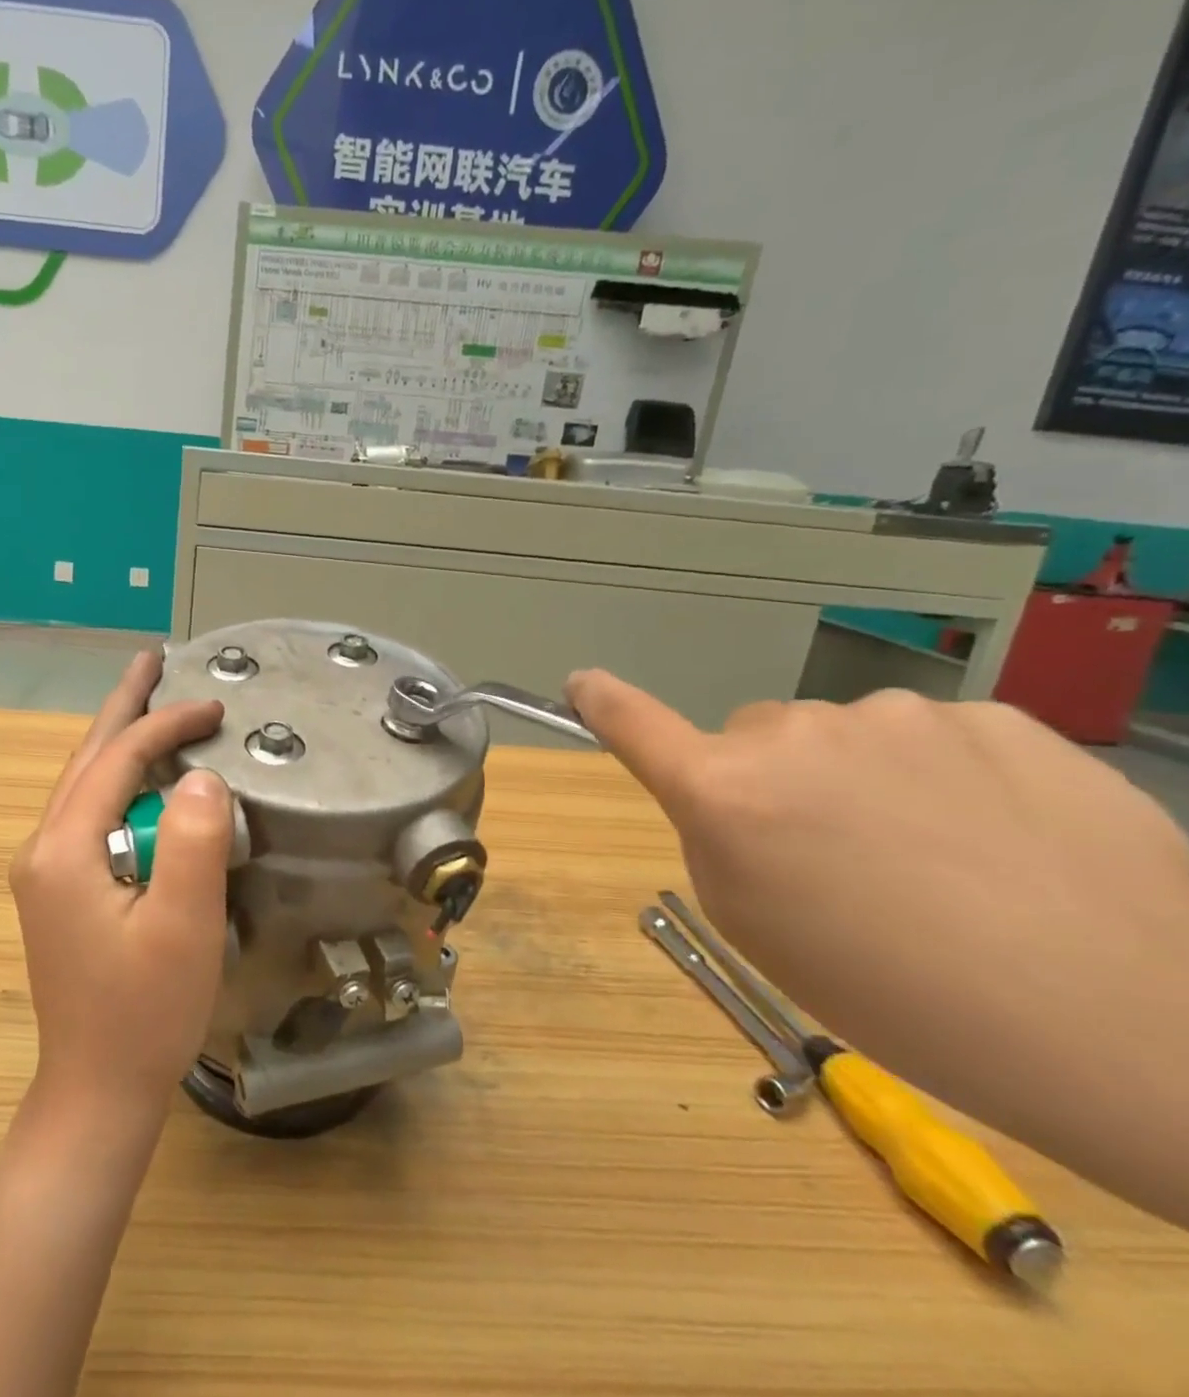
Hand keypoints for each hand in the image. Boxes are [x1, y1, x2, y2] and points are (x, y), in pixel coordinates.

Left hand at [9, 651, 232, 1121]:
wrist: (97, 1090)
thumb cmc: (145, 1012)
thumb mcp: (183, 926)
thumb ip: (192, 842)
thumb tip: (200, 775)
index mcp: (64, 849)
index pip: (117, 760)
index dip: (166, 725)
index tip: (215, 707)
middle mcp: (43, 849)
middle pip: (87, 758)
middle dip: (122, 707)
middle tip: (151, 660)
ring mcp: (45, 871)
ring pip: (85, 784)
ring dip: (119, 740)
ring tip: (149, 702)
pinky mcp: (59, 890)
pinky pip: (90, 814)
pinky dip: (118, 780)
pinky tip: (141, 777)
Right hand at [567, 670, 1188, 1227]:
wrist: (1129, 1025)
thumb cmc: (896, 993)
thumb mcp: (754, 928)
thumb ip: (716, 840)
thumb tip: (732, 796)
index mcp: (726, 790)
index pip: (635, 724)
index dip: (602, 702)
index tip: (582, 684)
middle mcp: (796, 732)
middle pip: (754, 738)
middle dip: (771, 782)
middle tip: (835, 860)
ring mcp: (900, 715)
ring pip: (844, 737)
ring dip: (860, 779)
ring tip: (938, 861)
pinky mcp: (996, 717)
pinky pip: (930, 738)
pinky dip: (941, 777)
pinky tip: (1000, 840)